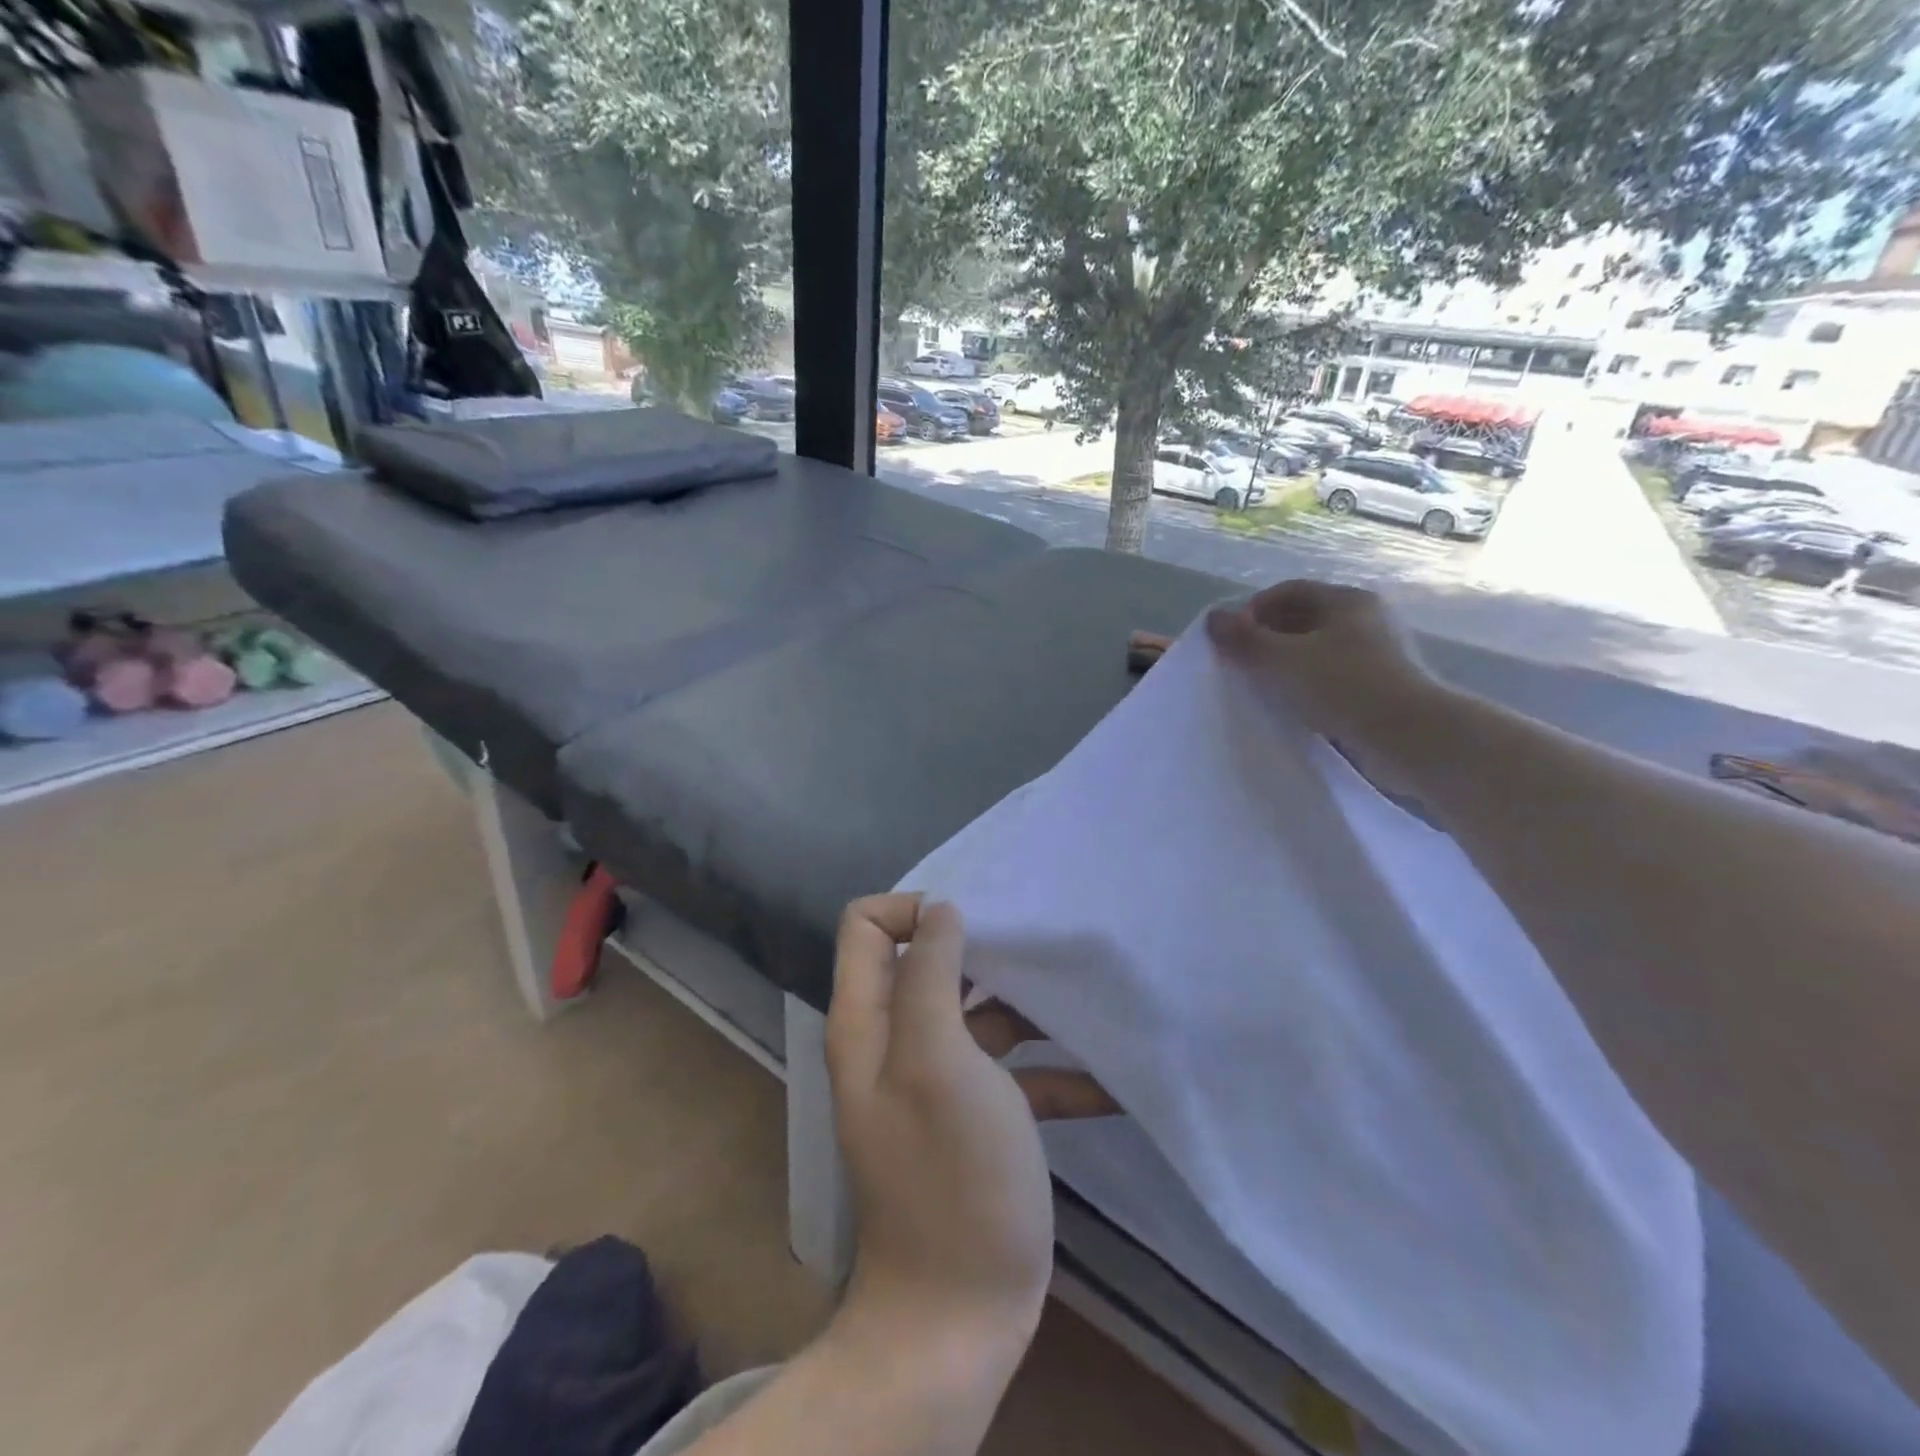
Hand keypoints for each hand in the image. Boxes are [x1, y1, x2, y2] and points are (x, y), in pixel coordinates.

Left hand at [827, 895, 1056, 1347]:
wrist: (961, 1314)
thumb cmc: (950, 1175)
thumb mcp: (937, 1061)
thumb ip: (929, 977)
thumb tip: (939, 909)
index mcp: (871, 1021)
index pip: (867, 927)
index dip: (913, 910)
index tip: (972, 922)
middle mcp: (896, 1041)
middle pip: (929, 962)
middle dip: (982, 948)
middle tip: (1038, 946)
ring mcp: (937, 1079)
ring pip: (978, 1012)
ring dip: (1027, 1007)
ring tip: (1084, 998)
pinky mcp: (976, 1115)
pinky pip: (1012, 1071)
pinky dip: (1051, 1069)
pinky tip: (1106, 1081)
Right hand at [1205, 580, 1446, 792]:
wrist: (1408, 737)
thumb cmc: (1342, 686)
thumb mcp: (1281, 660)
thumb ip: (1243, 639)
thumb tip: (1213, 618)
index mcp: (1346, 600)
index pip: (1287, 591)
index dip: (1252, 610)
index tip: (1230, 639)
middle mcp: (1365, 619)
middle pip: (1303, 619)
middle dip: (1266, 638)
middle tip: (1240, 664)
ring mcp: (1376, 654)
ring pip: (1317, 651)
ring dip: (1285, 665)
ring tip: (1260, 688)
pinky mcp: (1380, 687)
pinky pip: (1331, 678)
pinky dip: (1306, 686)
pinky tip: (1291, 707)